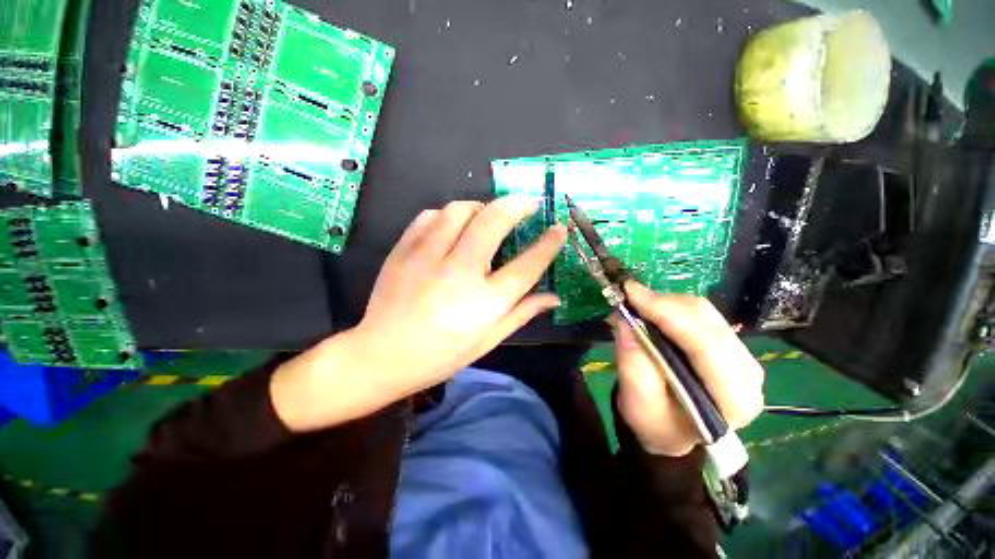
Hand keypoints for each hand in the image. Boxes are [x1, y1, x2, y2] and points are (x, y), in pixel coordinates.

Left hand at [271, 198, 566, 430]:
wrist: (380, 356)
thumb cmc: (440, 356)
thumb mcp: (487, 341)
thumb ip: (521, 313)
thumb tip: (553, 297)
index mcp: (484, 302)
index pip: (527, 265)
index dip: (548, 243)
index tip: (559, 227)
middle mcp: (459, 273)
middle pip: (493, 222)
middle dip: (517, 205)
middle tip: (528, 203)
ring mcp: (427, 258)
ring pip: (459, 210)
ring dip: (481, 206)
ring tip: (488, 214)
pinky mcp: (403, 250)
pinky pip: (429, 217)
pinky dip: (447, 215)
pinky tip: (452, 225)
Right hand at [612, 282, 763, 456]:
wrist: (672, 430)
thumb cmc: (656, 424)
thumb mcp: (638, 406)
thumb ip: (633, 367)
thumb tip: (625, 323)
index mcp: (734, 398)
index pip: (704, 343)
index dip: (666, 313)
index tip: (630, 293)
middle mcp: (748, 372)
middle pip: (706, 319)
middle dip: (662, 303)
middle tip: (626, 297)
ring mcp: (741, 355)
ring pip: (703, 311)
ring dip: (664, 303)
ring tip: (634, 307)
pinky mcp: (728, 343)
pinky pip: (699, 313)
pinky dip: (669, 307)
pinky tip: (650, 311)